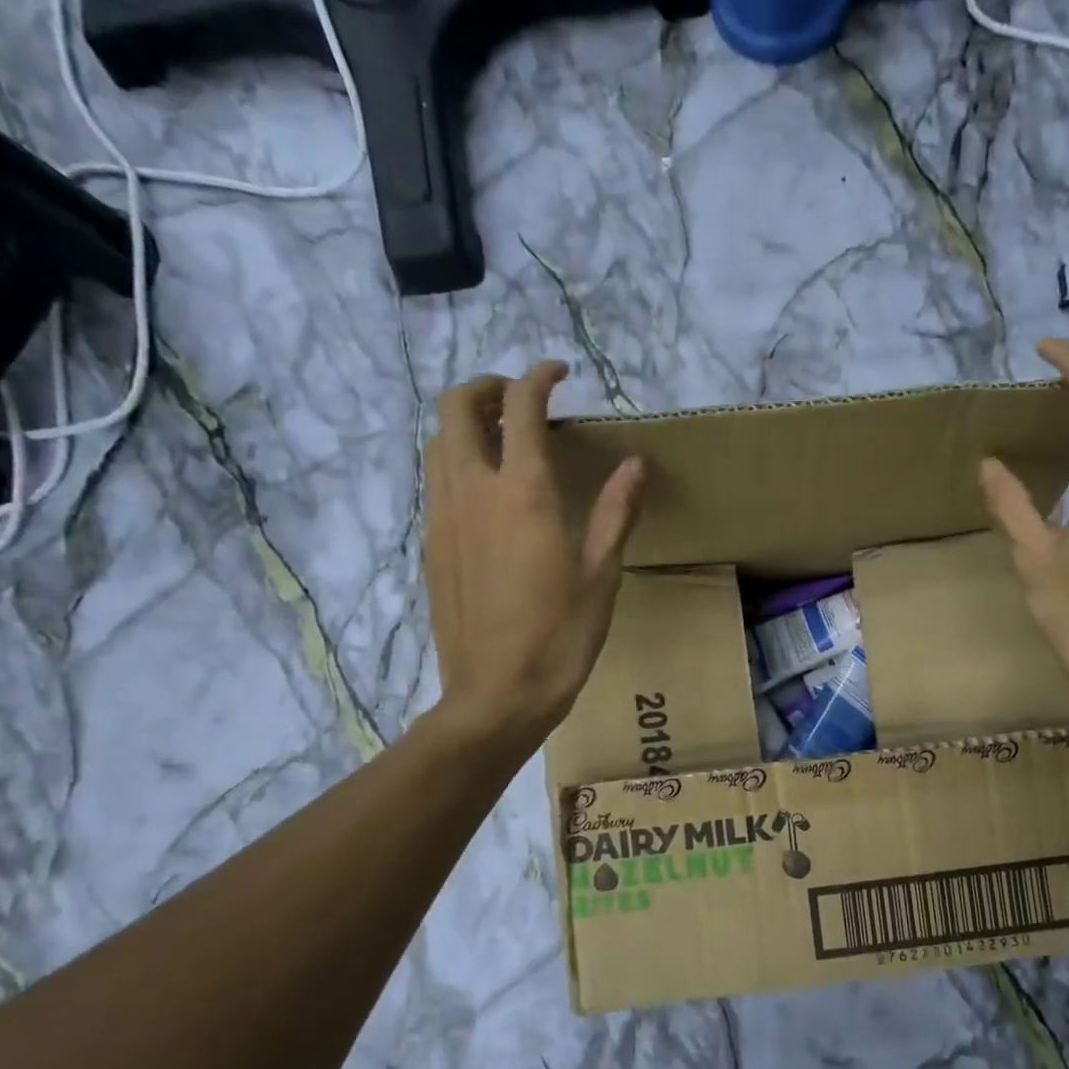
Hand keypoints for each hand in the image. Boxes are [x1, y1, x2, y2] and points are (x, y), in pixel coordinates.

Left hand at [424, 362, 644, 739]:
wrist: (497, 694)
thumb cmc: (560, 636)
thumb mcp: (601, 573)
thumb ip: (617, 511)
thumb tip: (637, 463)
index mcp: (522, 492)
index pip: (521, 406)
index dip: (538, 377)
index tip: (559, 374)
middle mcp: (472, 490)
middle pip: (456, 406)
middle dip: (487, 387)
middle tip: (521, 400)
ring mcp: (443, 517)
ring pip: (437, 441)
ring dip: (467, 423)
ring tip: (504, 439)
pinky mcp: (431, 544)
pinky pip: (435, 480)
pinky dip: (457, 461)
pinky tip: (487, 491)